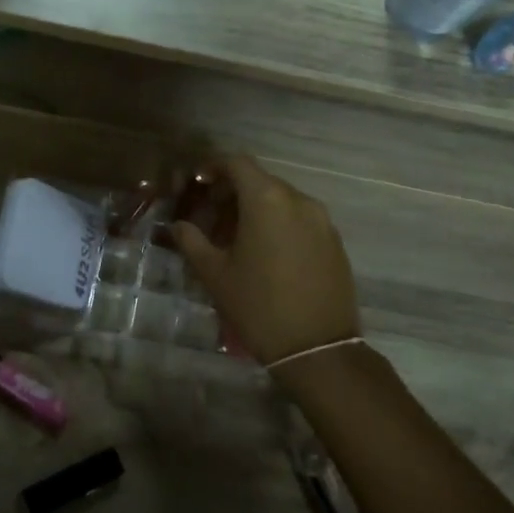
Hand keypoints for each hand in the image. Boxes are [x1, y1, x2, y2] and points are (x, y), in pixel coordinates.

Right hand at [170, 155, 360, 365]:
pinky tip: (266, 254)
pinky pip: (301, 220)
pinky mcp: (335, 242)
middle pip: (260, 181)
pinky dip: (279, 224)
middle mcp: (299, 201)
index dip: (214, 167)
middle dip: (233, 192)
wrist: (317, 349)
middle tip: (211, 217)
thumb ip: (192, 241)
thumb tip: (178, 225)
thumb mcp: (215, 274)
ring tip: (236, 239)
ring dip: (256, 209)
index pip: (238, 163)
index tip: (197, 183)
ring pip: (282, 201)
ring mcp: (322, 221)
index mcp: (267, 201)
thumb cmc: (258, 306)